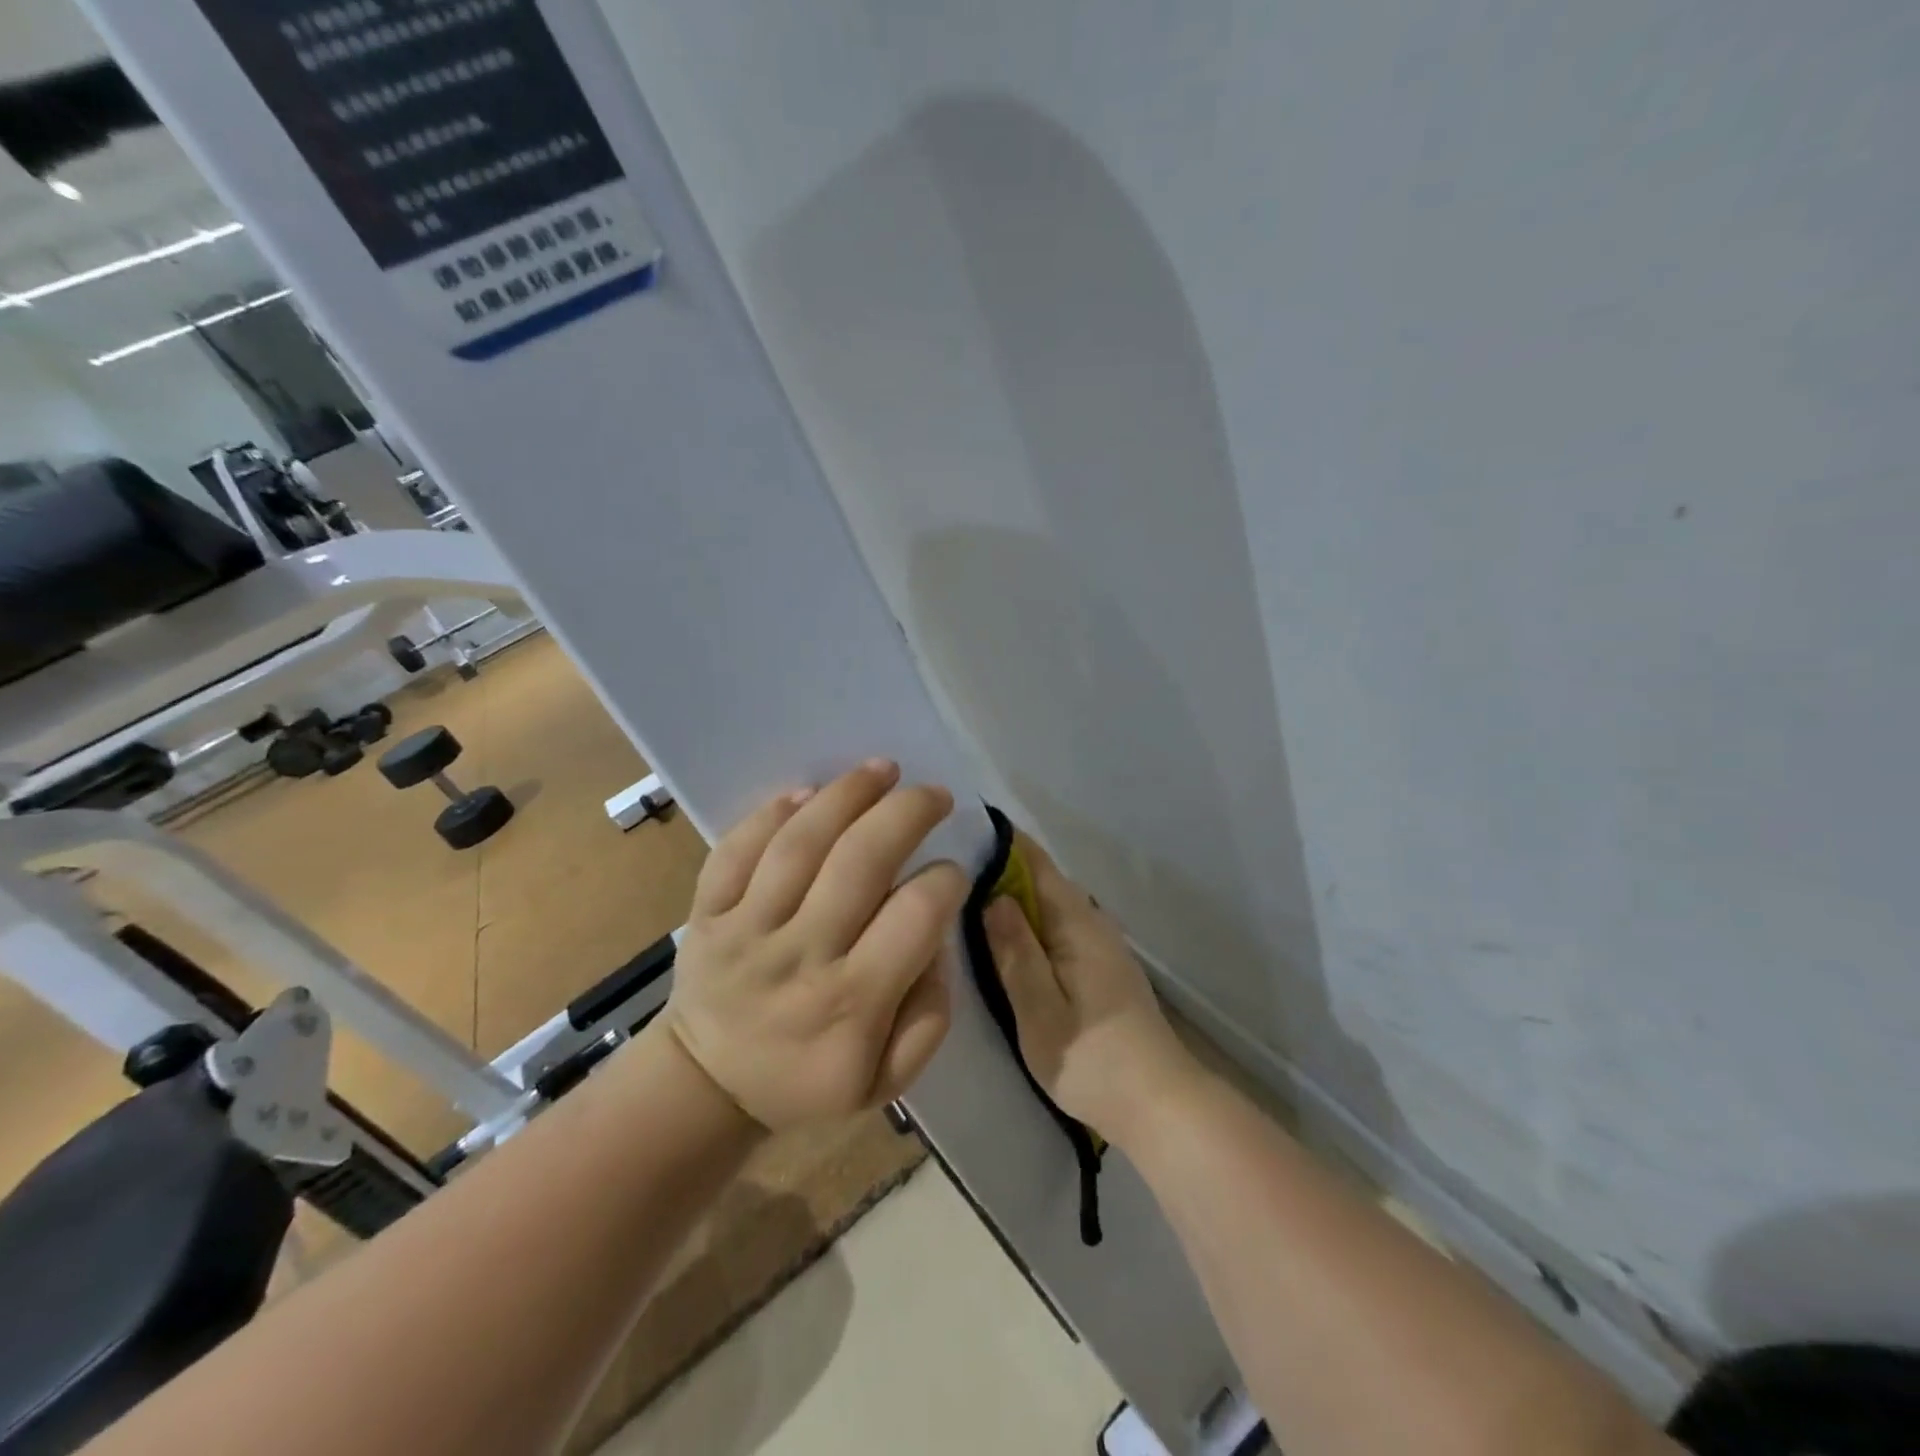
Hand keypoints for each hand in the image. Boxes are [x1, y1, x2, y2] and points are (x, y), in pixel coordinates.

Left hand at [665, 760, 969, 1129]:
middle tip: (933, 794)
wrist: (706, 1084)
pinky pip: (736, 849)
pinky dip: (772, 813)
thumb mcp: (886, 1080)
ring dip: (846, 794)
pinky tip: (808, 791)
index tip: (951, 870)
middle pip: (859, 862)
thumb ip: (929, 1014)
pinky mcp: (707, 911)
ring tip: (883, 769)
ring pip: (799, 844)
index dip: (944, 881)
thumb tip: (937, 936)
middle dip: (906, 814)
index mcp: (851, 1004)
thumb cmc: (806, 1080)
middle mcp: (800, 956)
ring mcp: (746, 929)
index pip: (914, 916)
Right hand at [986, 834, 1198, 1145]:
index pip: (1035, 862)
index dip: (1000, 842)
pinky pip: (1056, 925)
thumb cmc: (1092, 1060)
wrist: (1158, 1104)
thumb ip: (1015, 952)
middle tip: (944, 871)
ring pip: (1048, 903)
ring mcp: (1099, 943)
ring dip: (1011, 896)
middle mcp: (1091, 920)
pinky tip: (1004, 937)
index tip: (958, 831)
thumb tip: (990, 896)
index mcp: (1077, 922)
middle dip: (997, 869)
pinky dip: (1027, 920)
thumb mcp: (1040, 1011)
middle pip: (1040, 879)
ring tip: (963, 899)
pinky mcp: (1099, 965)